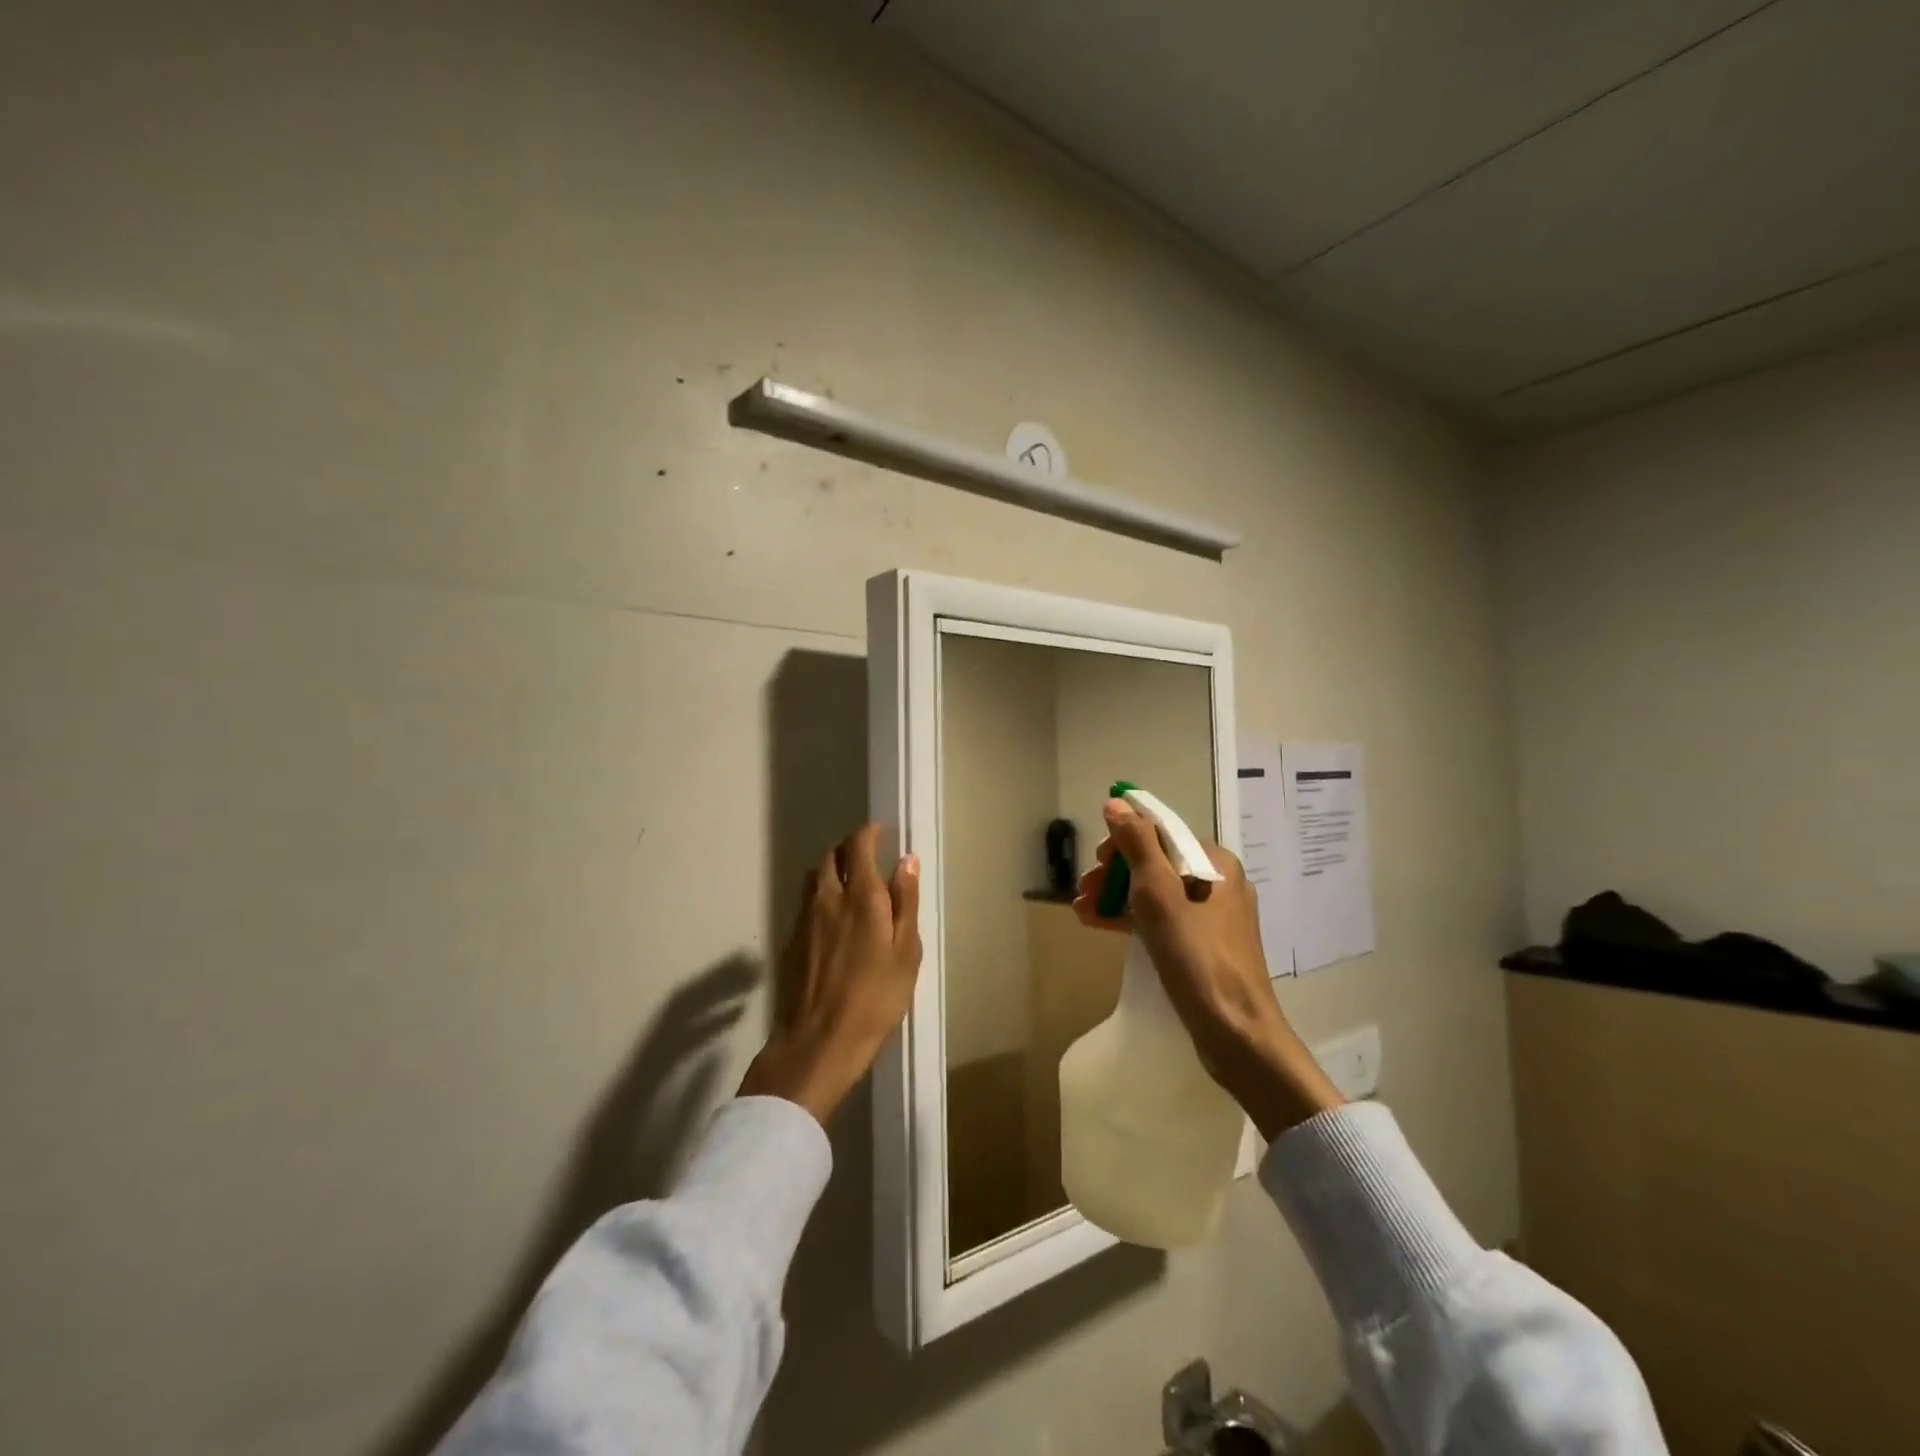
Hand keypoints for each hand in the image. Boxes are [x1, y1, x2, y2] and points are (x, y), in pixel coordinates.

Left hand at [739, 824, 921, 1124]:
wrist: (818, 1042)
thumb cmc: (875, 999)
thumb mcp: (906, 953)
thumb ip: (906, 902)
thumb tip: (907, 860)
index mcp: (861, 897)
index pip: (858, 846)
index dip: (868, 833)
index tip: (880, 833)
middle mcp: (828, 897)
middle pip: (831, 856)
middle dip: (849, 849)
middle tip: (868, 859)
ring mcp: (804, 918)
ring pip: (814, 877)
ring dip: (831, 870)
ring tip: (849, 886)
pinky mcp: (791, 940)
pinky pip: (805, 902)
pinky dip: (820, 896)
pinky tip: (832, 920)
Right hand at [1073, 798, 1341, 1139]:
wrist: (1237, 1035)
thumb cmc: (1198, 958)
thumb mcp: (1160, 896)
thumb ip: (1138, 846)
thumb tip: (1117, 802)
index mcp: (1216, 863)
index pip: (1162, 833)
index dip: (1123, 842)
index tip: (1096, 862)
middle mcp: (1218, 883)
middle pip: (1156, 863)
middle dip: (1115, 873)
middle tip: (1085, 890)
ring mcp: (1211, 917)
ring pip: (1155, 893)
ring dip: (1116, 896)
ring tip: (1081, 909)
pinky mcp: (1202, 946)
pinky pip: (1161, 919)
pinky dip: (1131, 919)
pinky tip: (1098, 924)